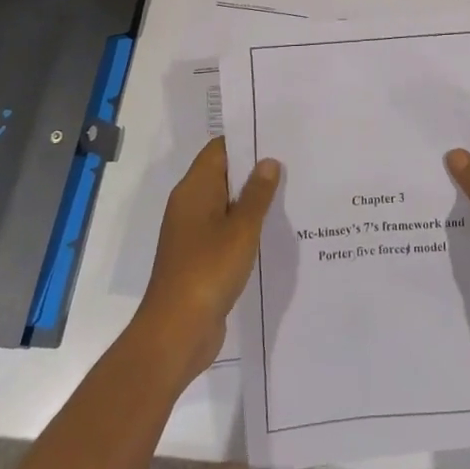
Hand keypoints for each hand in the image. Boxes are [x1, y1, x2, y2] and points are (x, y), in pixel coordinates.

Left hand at [137, 138, 279, 382]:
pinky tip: (273, 232)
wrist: (176, 332)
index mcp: (194, 190)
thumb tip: (268, 161)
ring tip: (291, 193)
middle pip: (223, 175)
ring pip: (226, 205)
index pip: (219, 150)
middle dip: (254, 170)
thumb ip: (257, 194)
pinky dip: (246, 227)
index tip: (278, 136)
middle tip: (293, 163)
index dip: (246, 140)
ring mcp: (193, 234)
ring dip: (252, 201)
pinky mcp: (200, 258)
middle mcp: (190, 206)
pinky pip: (225, 231)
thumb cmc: (207, 271)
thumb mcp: (241, 229)